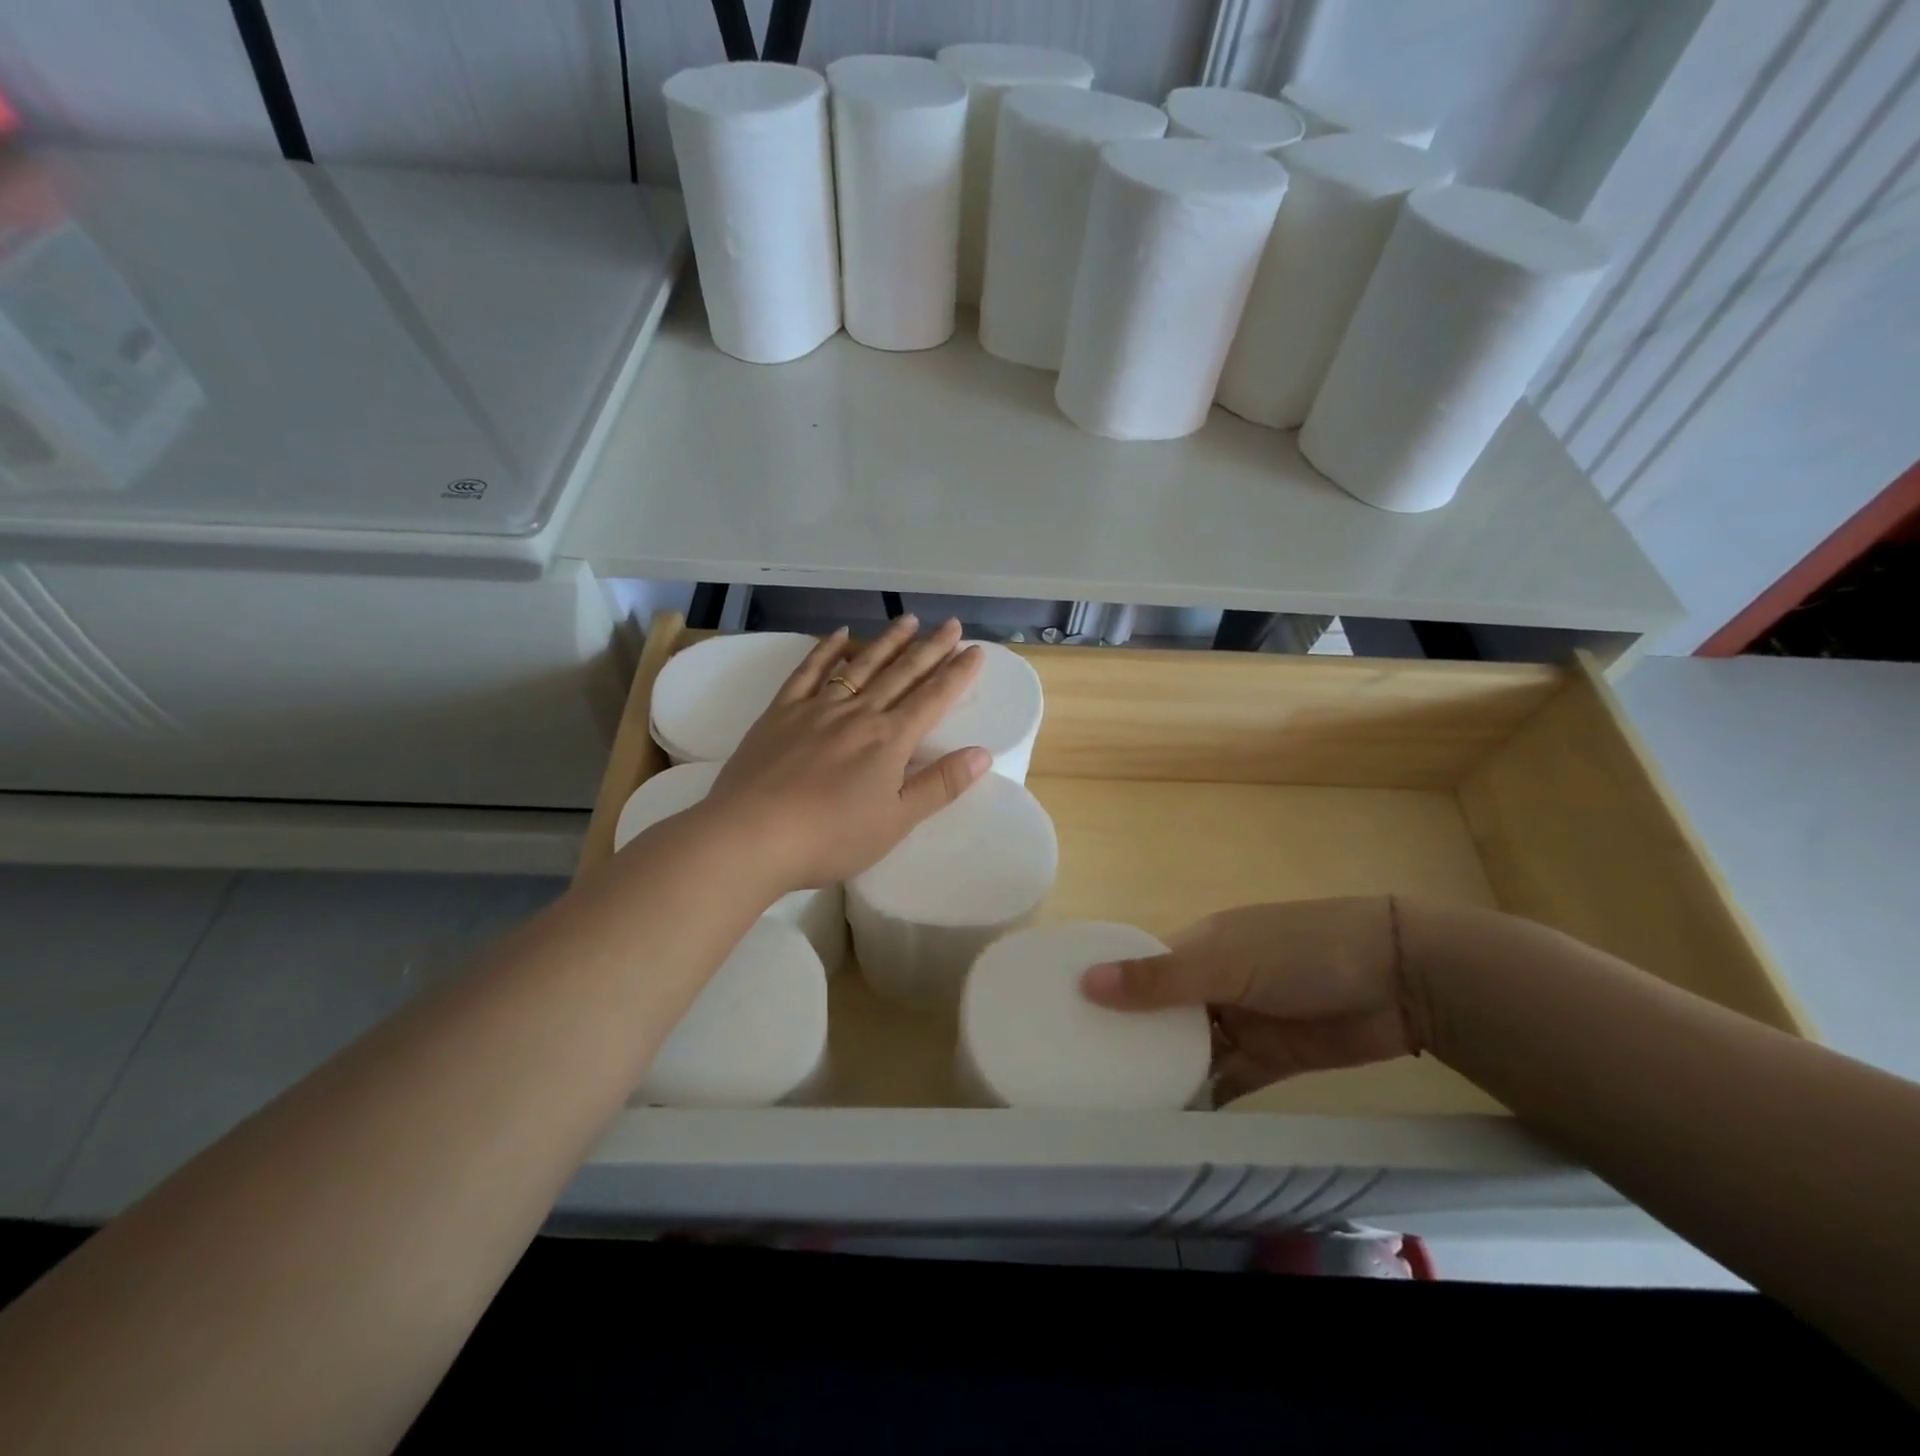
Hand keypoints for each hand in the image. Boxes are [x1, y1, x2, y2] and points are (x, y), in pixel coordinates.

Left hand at [696, 615, 989, 892]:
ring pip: (860, 665)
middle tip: (952, 624)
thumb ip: (940, 785)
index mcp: (889, 740)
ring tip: (909, 620)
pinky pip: (808, 671)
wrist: (753, 835)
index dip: (957, 674)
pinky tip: (839, 635)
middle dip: (931, 648)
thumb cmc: (831, 837)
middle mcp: (858, 713)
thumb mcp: (896, 821)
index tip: (976, 651)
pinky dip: (826, 650)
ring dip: (887, 641)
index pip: (933, 699)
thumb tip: (983, 753)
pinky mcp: (781, 712)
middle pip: (902, 674)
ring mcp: (817, 708)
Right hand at [1079, 897, 1419, 1099]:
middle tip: (1082, 1074)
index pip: (1139, 966)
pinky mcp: (1271, 1057)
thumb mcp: (1226, 961)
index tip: (1063, 1015)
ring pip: (1190, 1049)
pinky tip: (1171, 1122)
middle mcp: (1212, 982)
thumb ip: (1160, 979)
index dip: (1106, 986)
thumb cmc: (1301, 952)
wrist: (1400, 979)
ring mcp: (1242, 1020)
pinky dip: (1203, 1097)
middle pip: (1160, 1013)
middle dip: (1129, 1037)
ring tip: (1115, 1104)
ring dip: (1163, 1071)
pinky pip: (1227, 1079)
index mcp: (1197, 946)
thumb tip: (1086, 982)